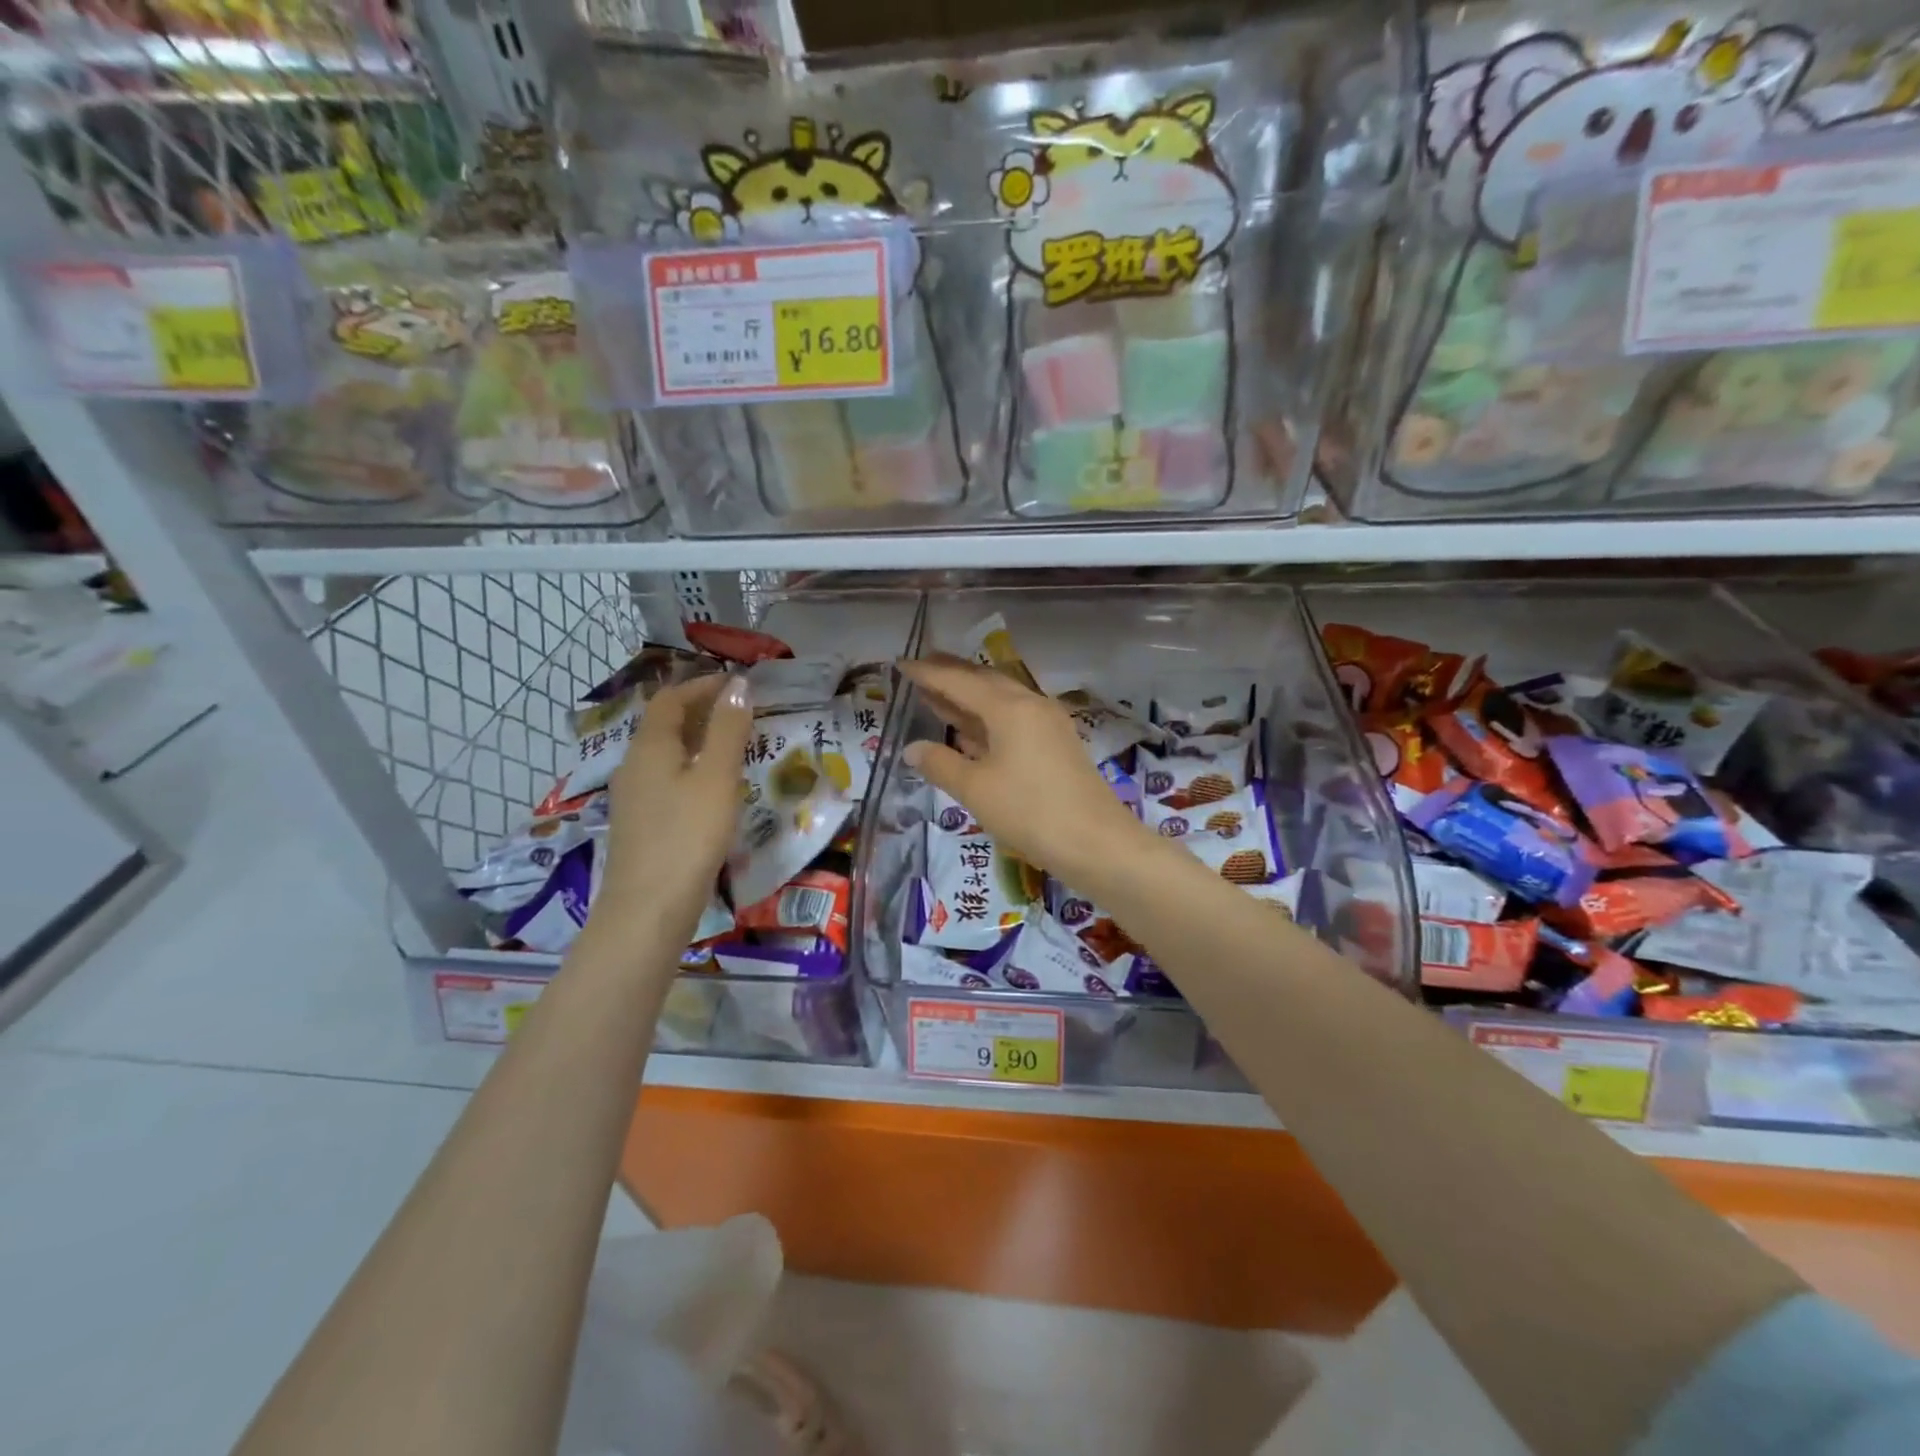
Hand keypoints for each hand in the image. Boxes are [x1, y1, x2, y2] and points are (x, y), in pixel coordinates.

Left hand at [594, 673, 752, 948]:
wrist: (649, 908)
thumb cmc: (688, 835)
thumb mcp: (717, 777)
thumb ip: (729, 729)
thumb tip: (739, 685)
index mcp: (650, 747)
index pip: (670, 699)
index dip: (702, 685)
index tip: (738, 684)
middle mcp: (634, 765)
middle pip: (664, 724)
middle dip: (701, 710)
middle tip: (741, 712)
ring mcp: (633, 797)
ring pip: (665, 754)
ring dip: (697, 741)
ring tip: (734, 746)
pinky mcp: (641, 824)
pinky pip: (666, 779)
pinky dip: (691, 769)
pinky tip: (714, 789)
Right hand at [900, 656, 1150, 883]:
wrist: (1096, 843)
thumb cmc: (1030, 812)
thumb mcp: (976, 790)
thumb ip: (941, 764)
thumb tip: (913, 749)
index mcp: (1009, 708)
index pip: (959, 681)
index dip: (928, 673)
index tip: (901, 664)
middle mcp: (1031, 705)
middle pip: (984, 681)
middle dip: (951, 675)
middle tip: (920, 669)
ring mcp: (1047, 724)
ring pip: (1001, 699)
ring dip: (969, 697)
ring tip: (937, 695)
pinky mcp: (1056, 744)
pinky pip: (1014, 718)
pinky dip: (987, 718)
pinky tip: (970, 731)